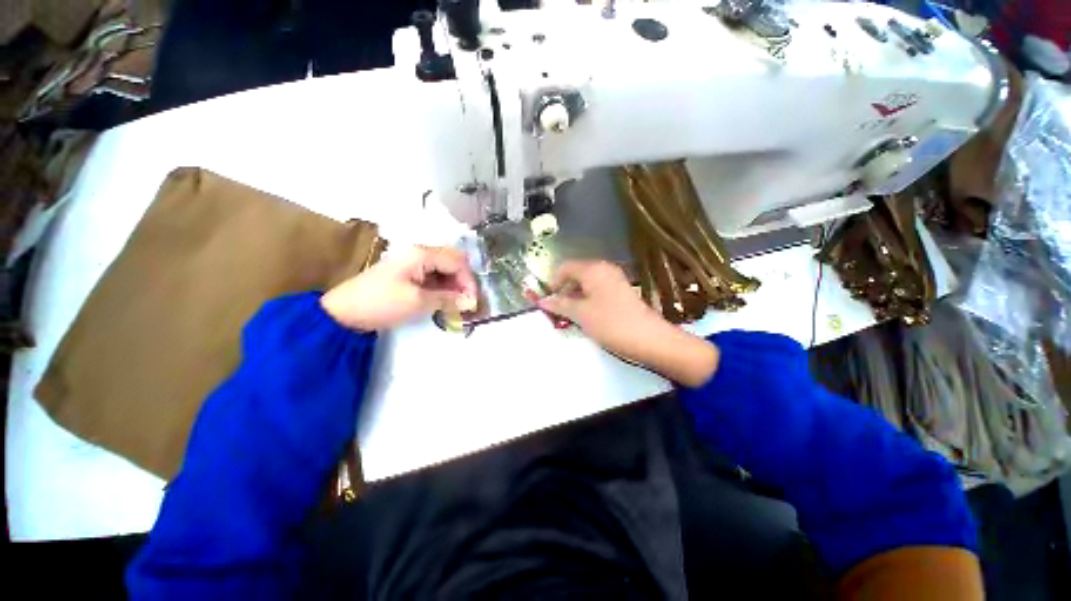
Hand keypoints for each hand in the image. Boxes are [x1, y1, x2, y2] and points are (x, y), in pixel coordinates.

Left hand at [321, 246, 476, 330]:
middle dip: (463, 282)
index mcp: (422, 254)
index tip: (473, 302)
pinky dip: (442, 288)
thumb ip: (448, 298)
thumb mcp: (418, 302)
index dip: (469, 281)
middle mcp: (420, 254)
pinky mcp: (408, 274)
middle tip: (466, 303)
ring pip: (444, 270)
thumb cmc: (381, 303)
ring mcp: (413, 263)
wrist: (344, 311)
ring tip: (456, 305)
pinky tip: (444, 301)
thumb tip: (470, 302)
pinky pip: (433, 277)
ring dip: (454, 286)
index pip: (458, 262)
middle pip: (453, 263)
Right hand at [539, 261, 718, 386]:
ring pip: (586, 284)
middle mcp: (604, 269)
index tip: (548, 301)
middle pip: (575, 274)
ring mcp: (614, 280)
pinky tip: (587, 316)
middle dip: (564, 291)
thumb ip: (560, 304)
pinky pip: (597, 291)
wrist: (649, 338)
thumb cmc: (611, 323)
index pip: (564, 267)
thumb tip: (543, 301)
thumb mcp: (581, 314)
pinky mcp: (621, 292)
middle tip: (558, 311)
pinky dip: (588, 301)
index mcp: (593, 269)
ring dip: (575, 298)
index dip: (553, 283)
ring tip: (571, 317)